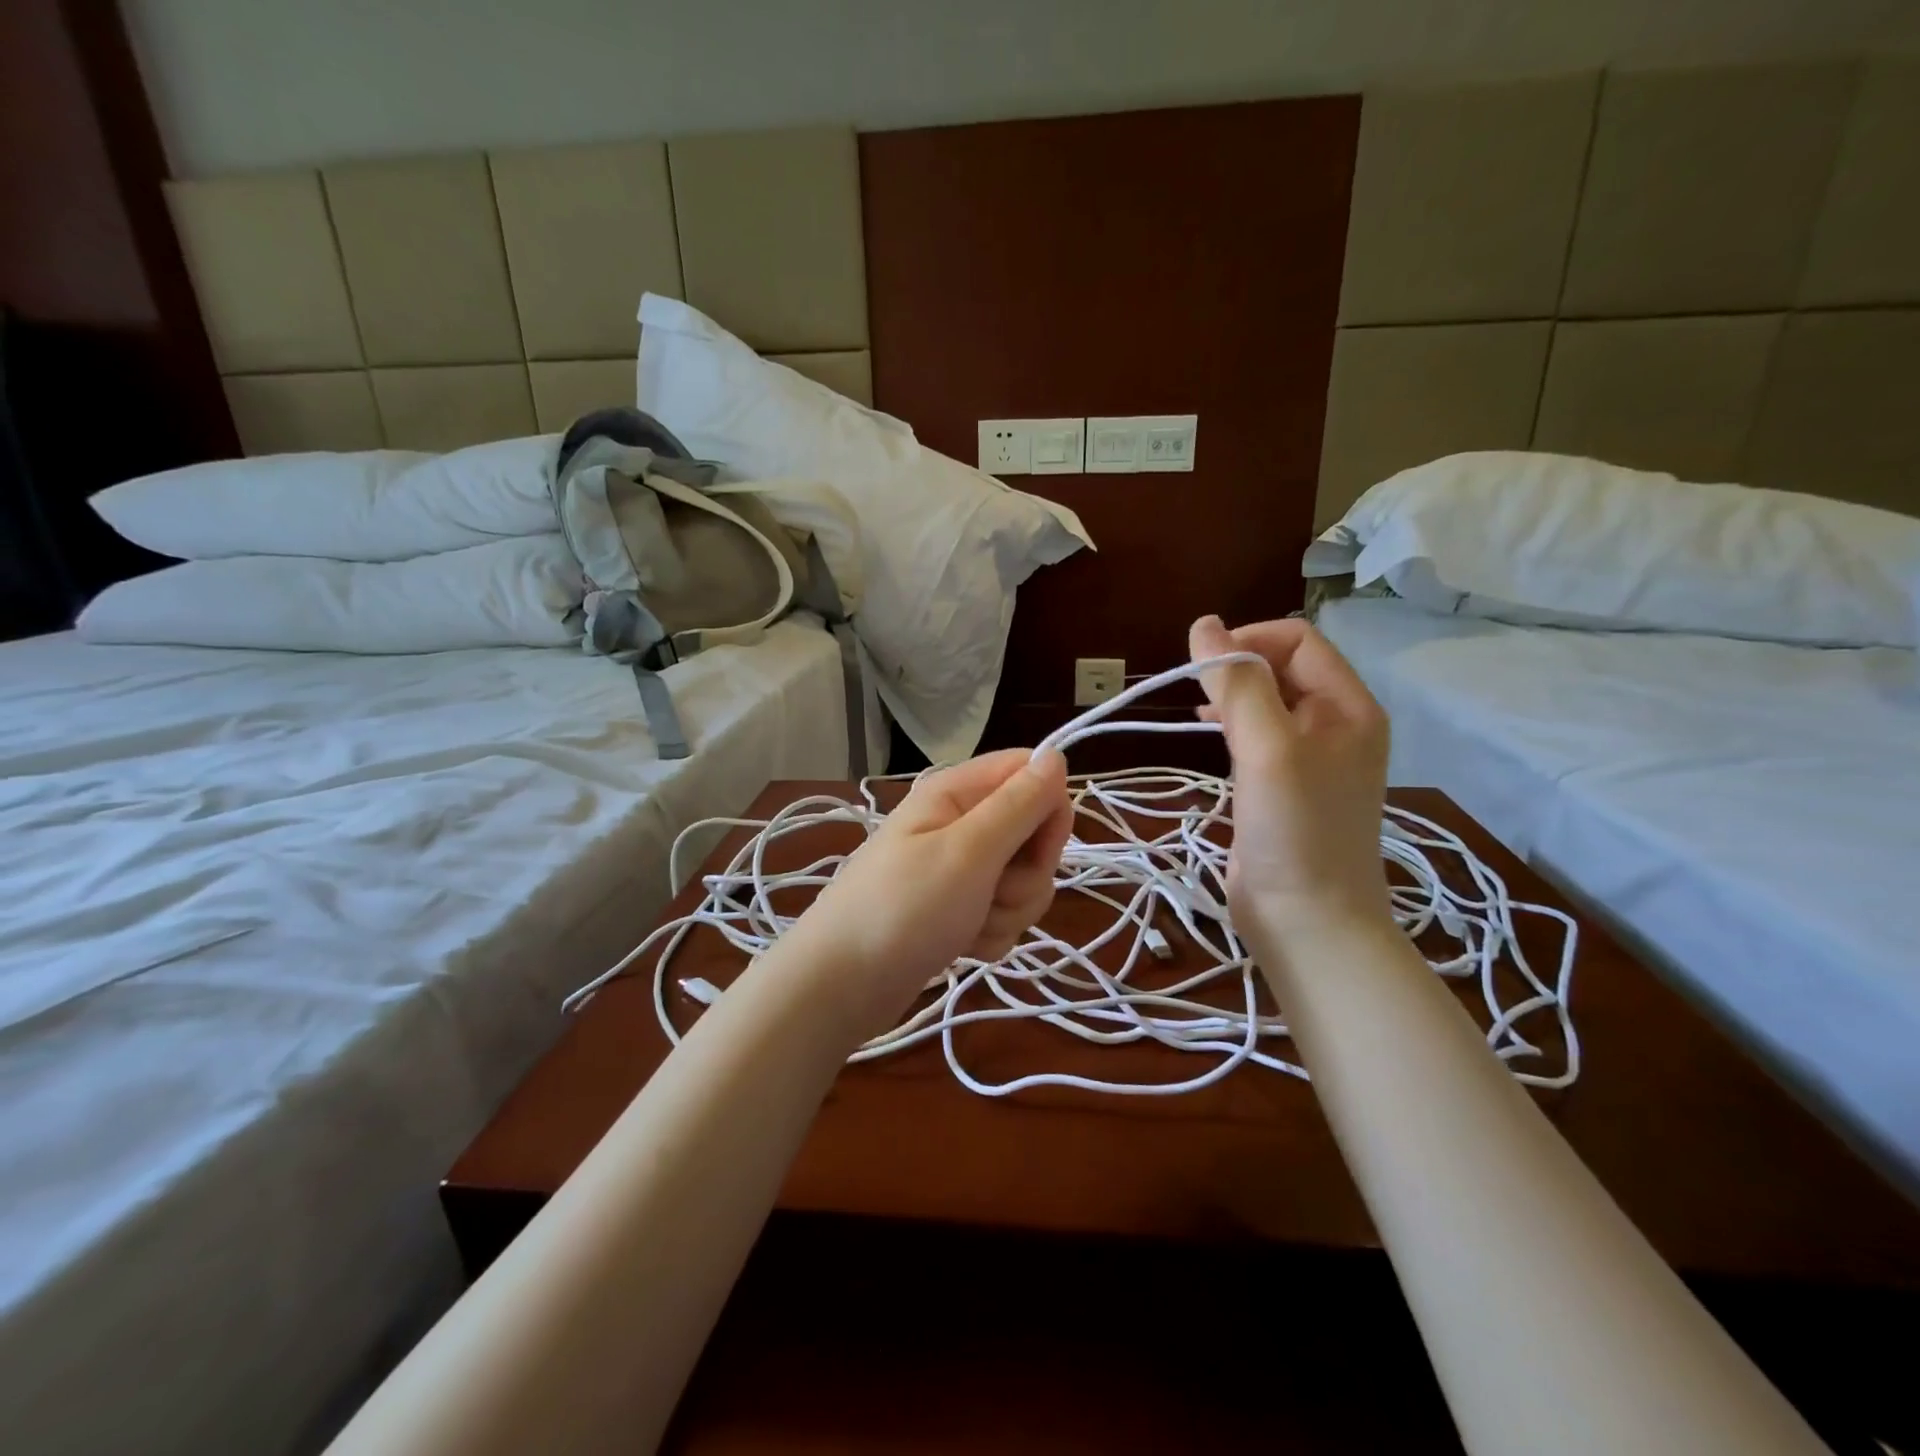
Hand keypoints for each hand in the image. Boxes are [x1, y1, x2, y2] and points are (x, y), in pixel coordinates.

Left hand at [796, 748, 1074, 1034]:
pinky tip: (963, 945)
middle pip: (1033, 832)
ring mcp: (959, 869)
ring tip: (969, 924)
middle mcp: (960, 823)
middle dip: (1027, 873)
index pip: (1031, 773)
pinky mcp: (958, 908)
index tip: (1043, 849)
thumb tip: (1056, 754)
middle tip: (993, 891)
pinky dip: (991, 933)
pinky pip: (1003, 913)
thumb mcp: (968, 850)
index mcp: (957, 792)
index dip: (1049, 809)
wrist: (841, 985)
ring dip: (1008, 910)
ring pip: (1023, 880)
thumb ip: (1019, 804)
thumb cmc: (904, 908)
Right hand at [1190, 614, 1392, 951]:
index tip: (1202, 666)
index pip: (1298, 640)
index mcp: (1348, 706)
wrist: (1308, 922)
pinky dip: (1229, 724)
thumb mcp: (1268, 748)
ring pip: (1267, 701)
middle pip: (1283, 668)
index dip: (1248, 640)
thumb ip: (1238, 683)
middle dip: (1236, 667)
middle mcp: (1336, 724)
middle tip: (1195, 691)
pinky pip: (1258, 735)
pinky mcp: (1285, 786)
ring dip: (1229, 695)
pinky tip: (1205, 731)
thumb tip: (1203, 624)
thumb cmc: (1295, 830)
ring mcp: (1311, 758)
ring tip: (1196, 708)